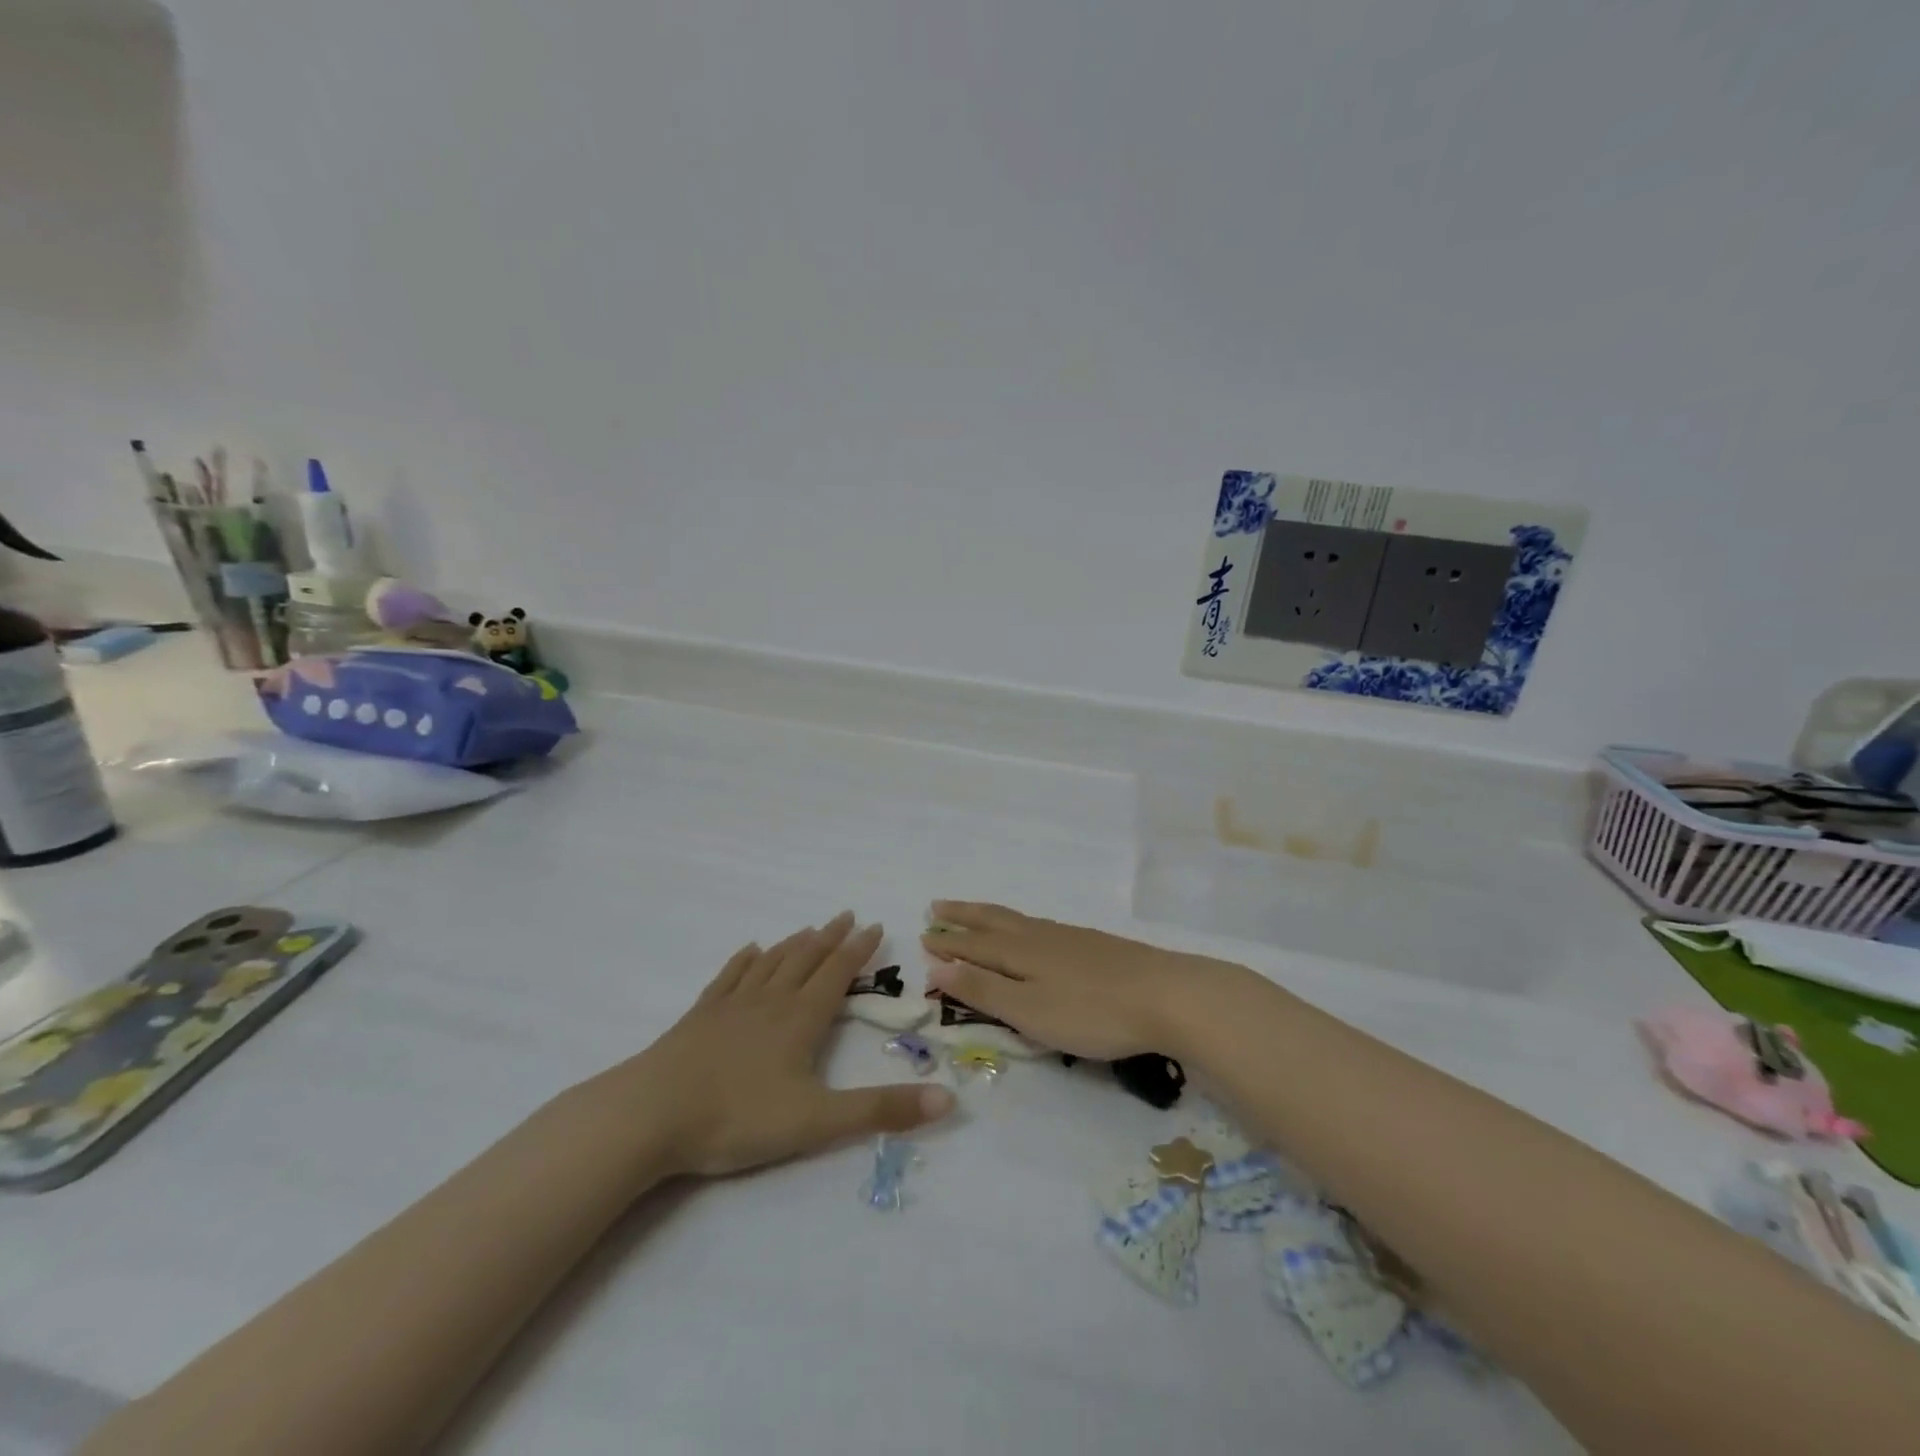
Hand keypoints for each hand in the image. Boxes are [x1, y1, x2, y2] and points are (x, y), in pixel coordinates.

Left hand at [600, 913, 955, 1176]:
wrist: (651, 1114)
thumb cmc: (738, 1117)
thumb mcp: (818, 1120)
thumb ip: (881, 1110)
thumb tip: (949, 1100)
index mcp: (800, 1019)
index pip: (837, 973)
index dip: (859, 949)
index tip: (876, 926)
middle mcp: (770, 1000)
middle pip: (806, 958)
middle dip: (831, 937)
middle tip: (848, 915)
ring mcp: (732, 1004)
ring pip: (771, 962)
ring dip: (794, 943)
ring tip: (810, 929)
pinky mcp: (700, 1016)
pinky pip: (730, 976)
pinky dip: (745, 960)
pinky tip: (750, 951)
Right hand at [919, 902, 1233, 1060]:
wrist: (1166, 995)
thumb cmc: (1092, 1012)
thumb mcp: (1030, 1012)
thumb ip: (985, 991)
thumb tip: (938, 966)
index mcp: (1020, 953)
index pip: (974, 945)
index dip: (948, 944)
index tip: (923, 936)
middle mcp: (1039, 937)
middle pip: (993, 921)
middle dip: (963, 917)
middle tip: (937, 907)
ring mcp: (1069, 938)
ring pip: (1018, 920)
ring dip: (989, 916)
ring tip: (975, 913)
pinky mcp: (1093, 944)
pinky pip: (1040, 926)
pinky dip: (1019, 923)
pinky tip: (1031, 932)